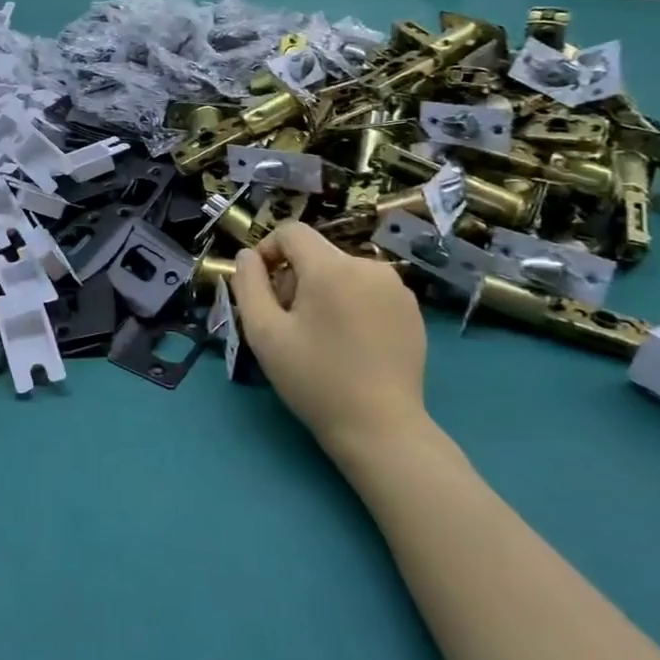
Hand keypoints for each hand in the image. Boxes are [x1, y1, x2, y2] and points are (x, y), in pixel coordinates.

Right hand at [231, 222, 429, 465]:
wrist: (380, 427)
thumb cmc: (314, 379)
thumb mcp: (264, 333)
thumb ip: (248, 284)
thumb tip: (248, 256)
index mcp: (331, 268)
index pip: (291, 232)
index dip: (267, 251)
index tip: (261, 288)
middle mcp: (369, 266)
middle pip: (316, 254)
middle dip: (294, 278)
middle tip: (287, 323)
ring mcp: (396, 287)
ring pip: (341, 271)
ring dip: (321, 291)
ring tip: (319, 335)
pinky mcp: (411, 309)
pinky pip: (367, 289)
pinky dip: (349, 303)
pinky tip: (348, 342)